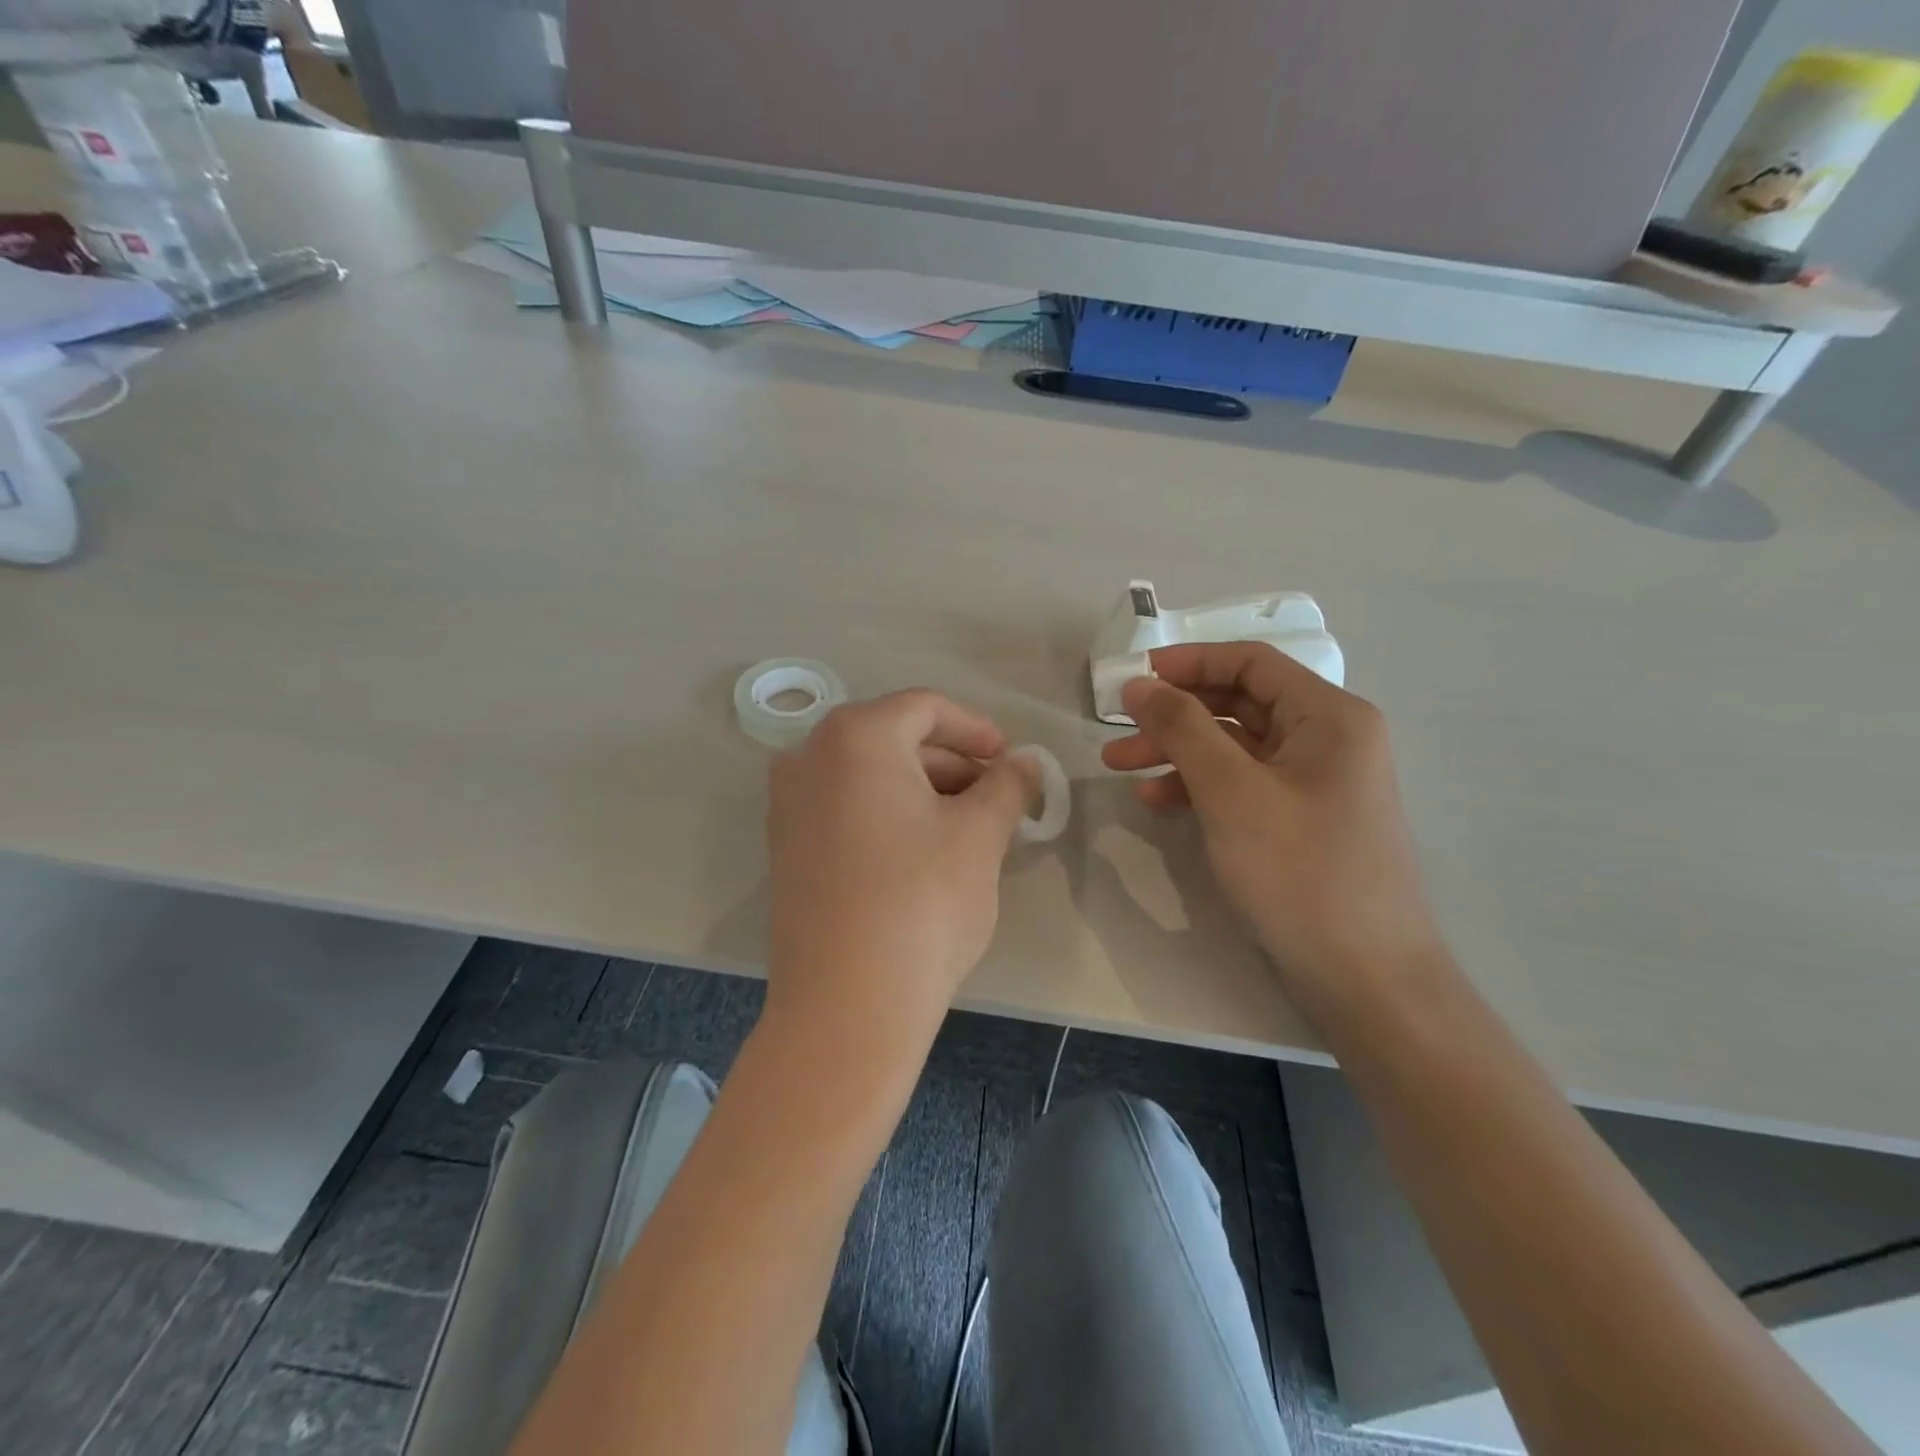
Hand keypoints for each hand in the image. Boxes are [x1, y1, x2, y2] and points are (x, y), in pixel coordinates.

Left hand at [765, 690, 1035, 1064]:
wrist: (846, 1005)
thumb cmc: (922, 902)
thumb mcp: (979, 836)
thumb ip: (1007, 785)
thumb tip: (1025, 762)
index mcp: (856, 736)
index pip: (925, 708)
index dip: (976, 729)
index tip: (1011, 759)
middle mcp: (810, 756)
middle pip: (894, 738)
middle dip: (951, 762)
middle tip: (997, 796)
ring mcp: (789, 803)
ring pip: (869, 775)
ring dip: (923, 789)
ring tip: (969, 825)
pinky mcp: (786, 847)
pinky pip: (845, 807)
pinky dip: (888, 812)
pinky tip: (924, 849)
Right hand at [1101, 643, 1441, 1010]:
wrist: (1367, 979)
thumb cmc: (1301, 872)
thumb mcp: (1232, 792)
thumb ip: (1183, 728)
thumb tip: (1140, 683)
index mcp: (1329, 716)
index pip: (1250, 663)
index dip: (1187, 662)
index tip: (1132, 678)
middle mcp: (1328, 739)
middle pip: (1239, 703)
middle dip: (1173, 714)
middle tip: (1116, 729)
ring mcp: (1315, 782)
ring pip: (1235, 746)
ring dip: (1177, 751)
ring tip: (1119, 767)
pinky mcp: (1301, 820)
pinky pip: (1243, 784)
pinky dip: (1199, 786)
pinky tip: (1157, 802)